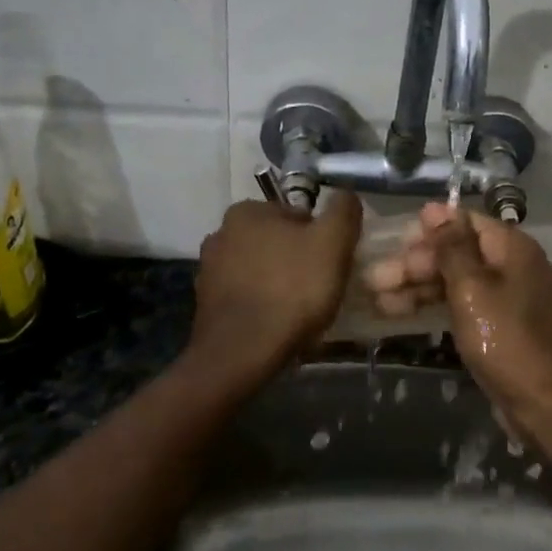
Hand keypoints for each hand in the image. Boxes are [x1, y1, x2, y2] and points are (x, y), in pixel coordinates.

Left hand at [188, 190, 361, 388]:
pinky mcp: (206, 305)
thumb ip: (343, 210)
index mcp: (247, 211)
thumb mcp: (333, 242)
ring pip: (260, 269)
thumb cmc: (292, 289)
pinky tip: (278, 323)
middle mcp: (220, 233)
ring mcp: (209, 271)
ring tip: (300, 309)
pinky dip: (262, 304)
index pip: (298, 215)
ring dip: (279, 282)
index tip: (332, 263)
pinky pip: (246, 296)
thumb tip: (345, 196)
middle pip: (277, 242)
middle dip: (298, 259)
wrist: (242, 354)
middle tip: (320, 286)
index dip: (321, 238)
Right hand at [365, 203, 551, 422]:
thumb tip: (435, 208)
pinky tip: (398, 313)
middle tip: (376, 278)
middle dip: (416, 263)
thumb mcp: (472, 289)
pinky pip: (460, 304)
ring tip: (377, 298)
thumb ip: (451, 247)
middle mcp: (511, 265)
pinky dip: (432, 306)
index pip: (465, 222)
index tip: (394, 240)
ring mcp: (505, 297)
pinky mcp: (497, 324)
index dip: (429, 229)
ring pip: (454, 280)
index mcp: (512, 248)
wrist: (543, 404)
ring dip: (417, 286)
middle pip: (457, 252)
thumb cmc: (506, 339)